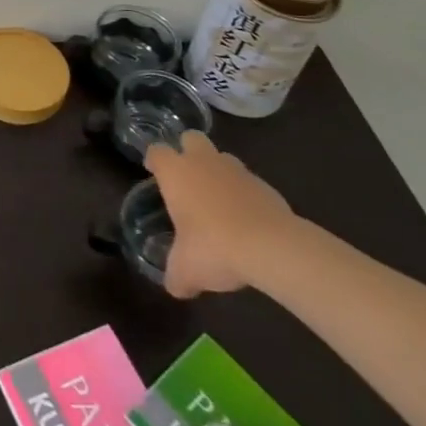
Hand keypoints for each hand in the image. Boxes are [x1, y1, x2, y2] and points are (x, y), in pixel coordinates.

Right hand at [144, 129, 298, 297]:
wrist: (272, 247)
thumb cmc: (214, 247)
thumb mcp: (185, 270)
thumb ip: (176, 276)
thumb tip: (175, 287)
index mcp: (176, 172)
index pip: (157, 151)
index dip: (153, 160)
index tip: (153, 171)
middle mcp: (204, 162)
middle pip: (191, 138)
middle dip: (187, 151)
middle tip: (186, 177)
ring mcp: (238, 171)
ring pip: (222, 158)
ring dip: (218, 172)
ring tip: (218, 201)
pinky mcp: (266, 185)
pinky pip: (248, 182)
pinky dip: (243, 194)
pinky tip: (245, 220)